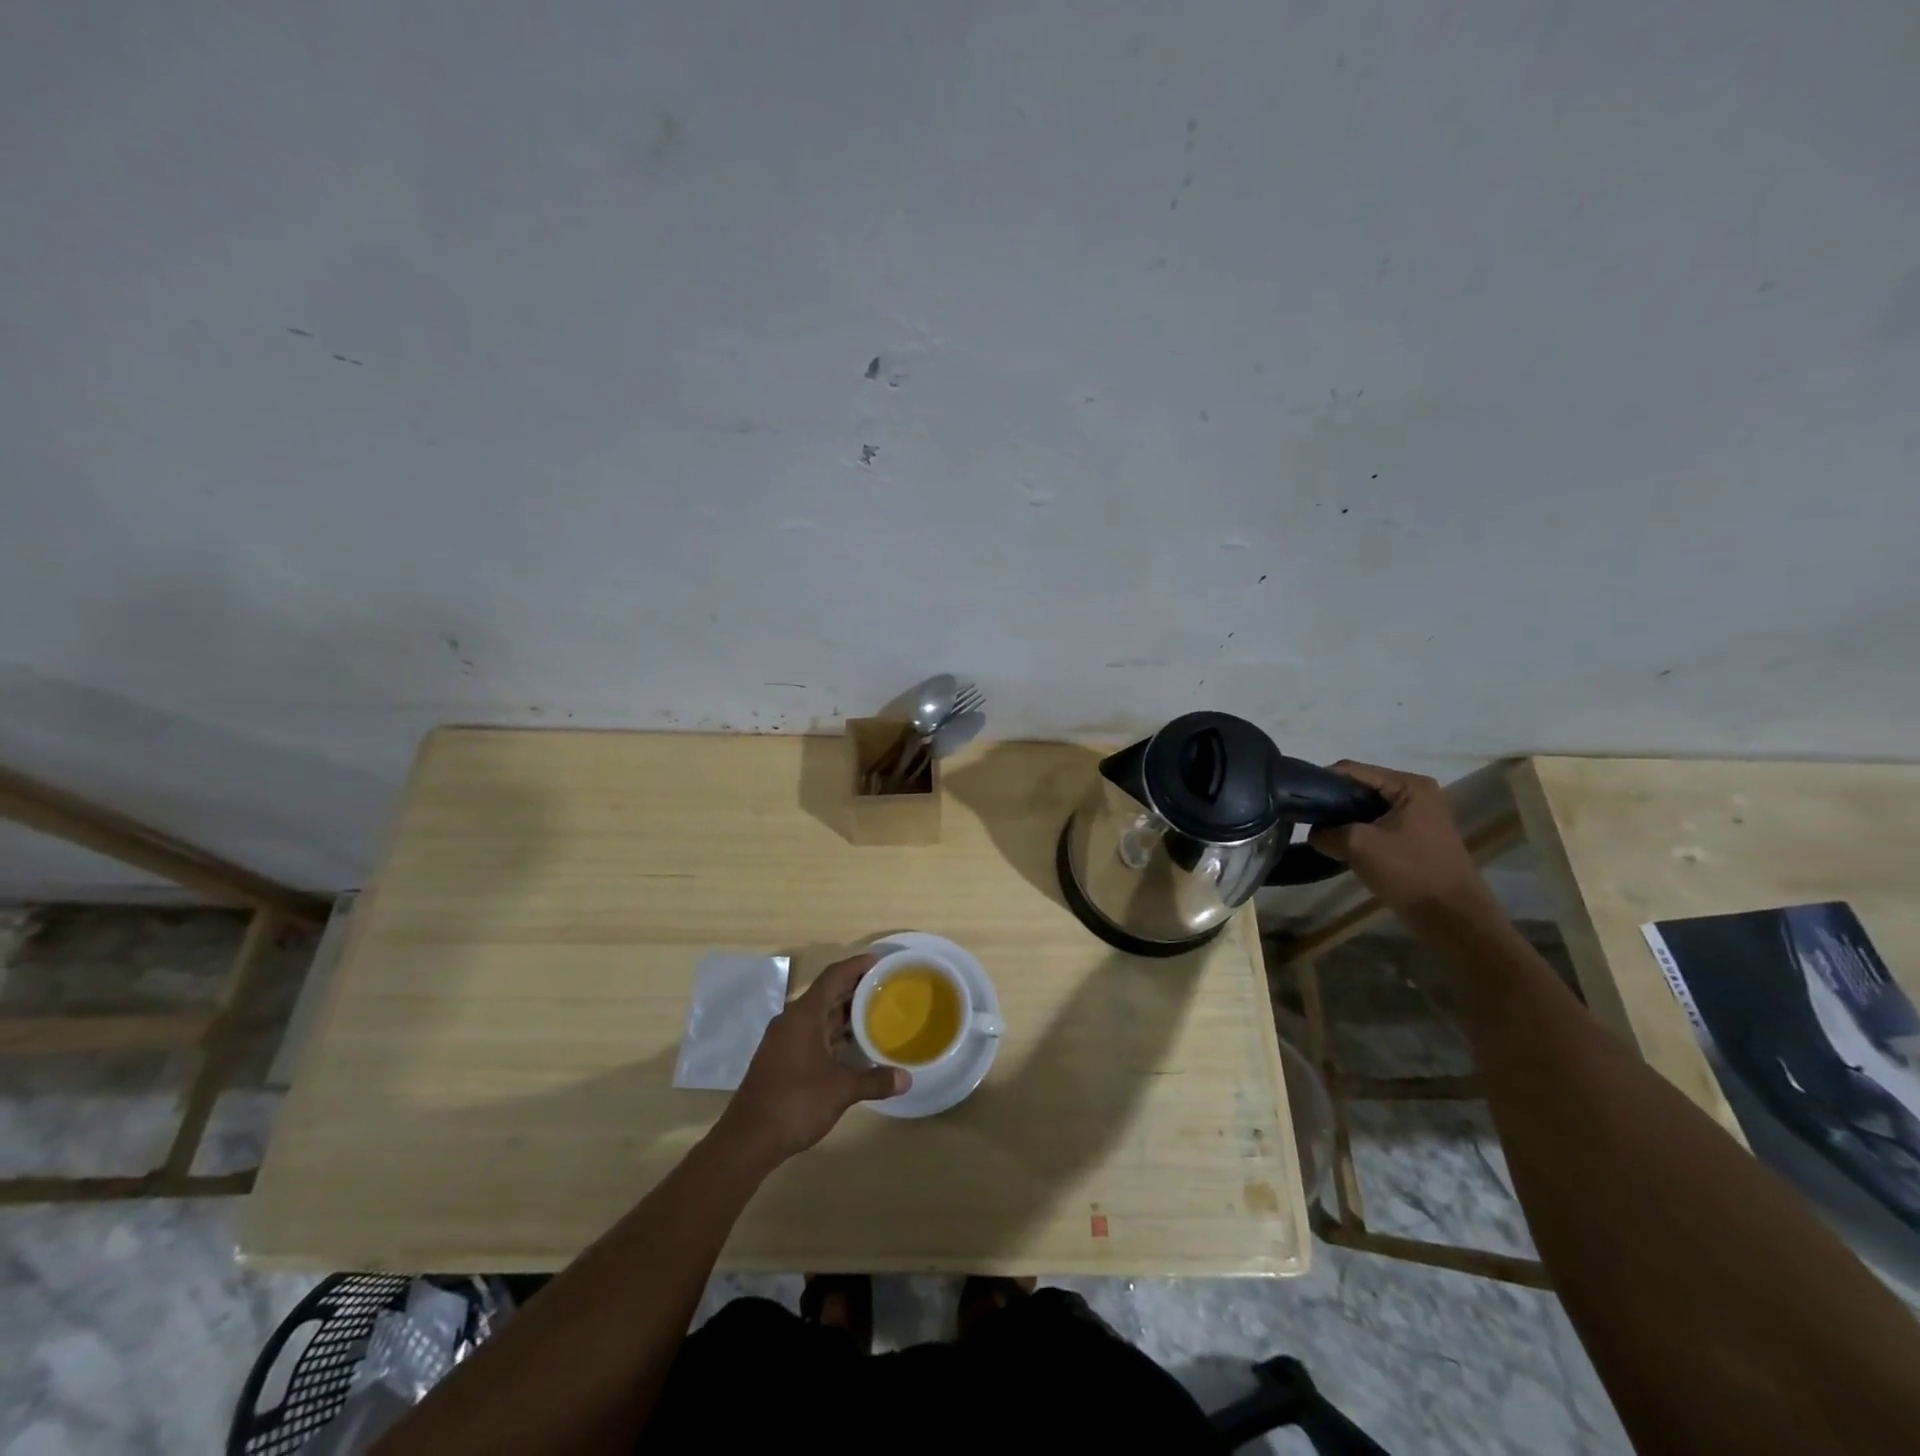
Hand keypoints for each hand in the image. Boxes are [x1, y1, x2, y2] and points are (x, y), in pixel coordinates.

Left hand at [714, 953, 908, 1168]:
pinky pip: (813, 1034)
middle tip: (887, 987)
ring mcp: (785, 1040)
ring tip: (877, 1012)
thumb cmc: (795, 1102)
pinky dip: (834, 1034)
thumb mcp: (841, 1090)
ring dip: (845, 1013)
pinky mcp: (782, 1059)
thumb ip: (874, 1080)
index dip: (857, 966)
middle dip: (855, 989)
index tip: (880, 962)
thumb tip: (907, 1078)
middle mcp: (792, 1020)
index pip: (833, 976)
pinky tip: (854, 1045)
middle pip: (827, 993)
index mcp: (804, 1015)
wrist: (748, 1139)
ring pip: (820, 1016)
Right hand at [1308, 761, 1493, 918]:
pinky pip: (1376, 825)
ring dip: (1343, 820)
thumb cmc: (1408, 871)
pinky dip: (1357, 833)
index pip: (1351, 770)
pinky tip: (1340, 847)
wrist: (1451, 916)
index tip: (1297, 799)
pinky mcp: (1414, 837)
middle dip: (1332, 802)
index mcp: (1408, 785)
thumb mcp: (1358, 845)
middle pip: (1359, 788)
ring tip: (1320, 834)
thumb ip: (1326, 832)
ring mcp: (1416, 816)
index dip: (1321, 782)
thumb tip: (1313, 832)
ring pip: (1365, 808)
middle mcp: (1415, 793)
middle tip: (1306, 819)